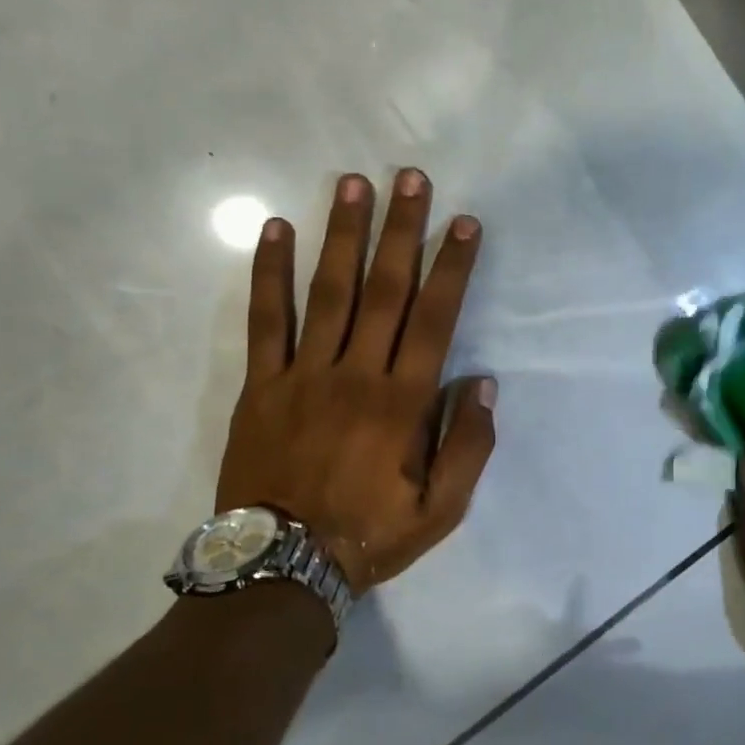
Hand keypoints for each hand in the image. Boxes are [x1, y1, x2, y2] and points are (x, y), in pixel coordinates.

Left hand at [216, 169, 496, 590]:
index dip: (451, 267)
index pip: (434, 319)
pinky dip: (269, 273)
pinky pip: (265, 320)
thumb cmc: (369, 536)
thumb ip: (468, 447)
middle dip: (400, 230)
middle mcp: (356, 374)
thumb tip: (483, 384)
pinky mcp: (261, 384)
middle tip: (409, 178)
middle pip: (384, 290)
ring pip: (329, 291)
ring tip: (352, 183)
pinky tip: (276, 230)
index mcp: (403, 403)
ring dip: (343, 234)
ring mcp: (304, 374)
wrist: (281, 567)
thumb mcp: (441, 511)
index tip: (463, 223)